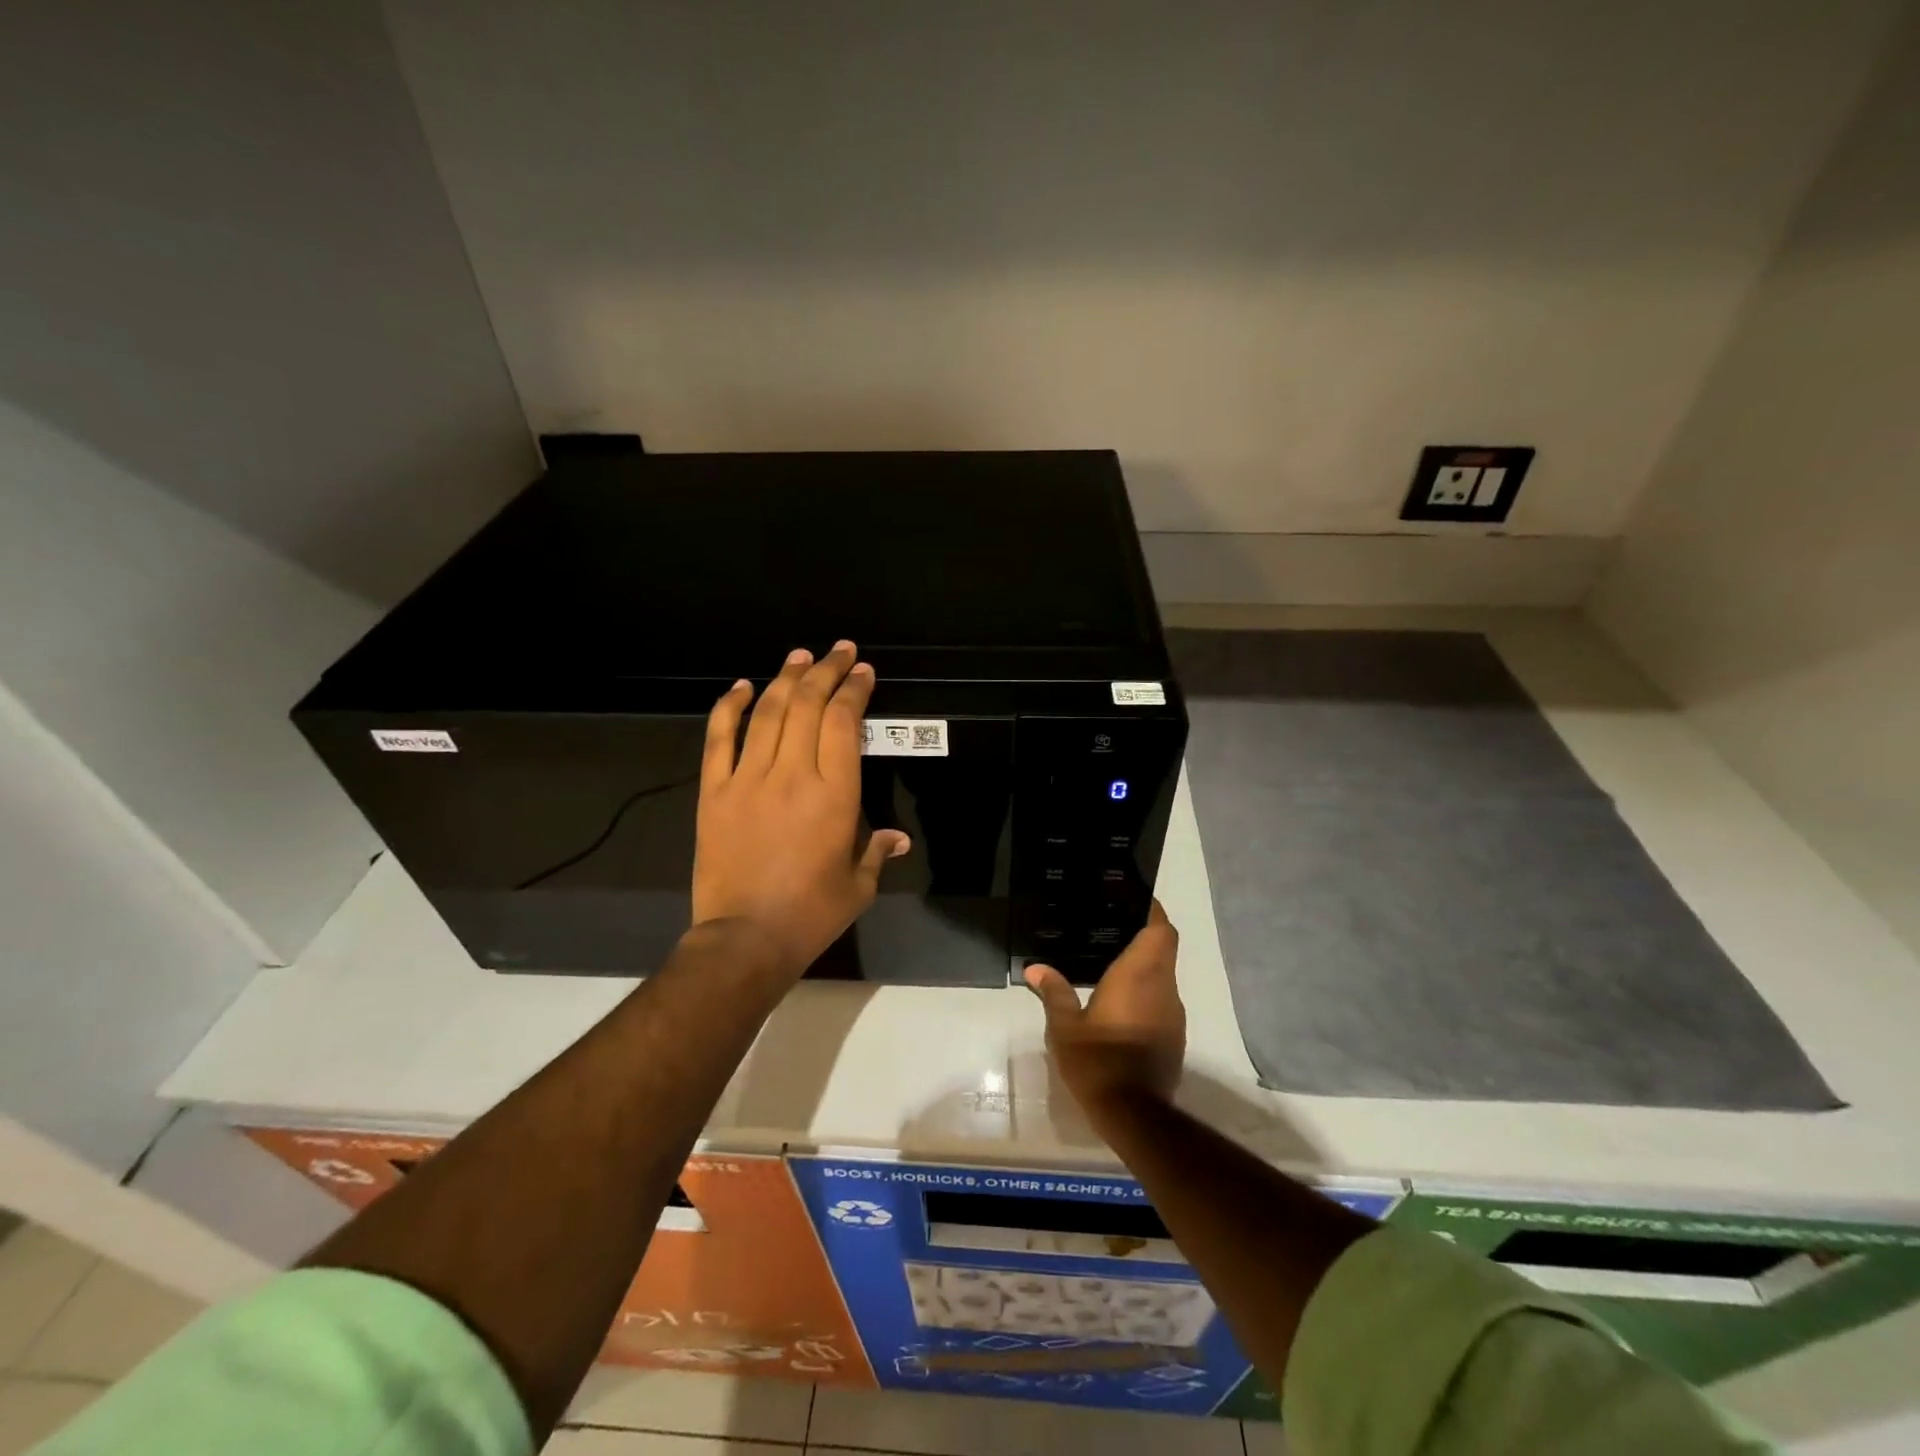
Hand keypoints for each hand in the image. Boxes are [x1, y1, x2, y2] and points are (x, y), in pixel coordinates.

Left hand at [692, 642, 909, 977]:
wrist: (745, 939)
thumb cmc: (811, 914)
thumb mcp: (859, 885)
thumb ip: (878, 851)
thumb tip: (898, 838)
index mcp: (835, 794)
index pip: (844, 722)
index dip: (854, 690)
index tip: (862, 672)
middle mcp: (792, 774)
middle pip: (808, 705)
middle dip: (826, 671)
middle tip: (839, 651)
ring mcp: (748, 779)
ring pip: (767, 713)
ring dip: (785, 678)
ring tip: (800, 656)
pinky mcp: (714, 792)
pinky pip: (719, 739)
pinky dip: (728, 707)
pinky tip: (740, 686)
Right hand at [1025, 900, 1185, 1117]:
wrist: (1135, 1114)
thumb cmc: (1099, 1061)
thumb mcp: (1066, 1027)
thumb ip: (1054, 992)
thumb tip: (1036, 968)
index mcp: (1139, 975)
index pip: (1160, 930)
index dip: (1153, 910)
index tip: (1135, 899)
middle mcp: (1163, 987)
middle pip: (1164, 947)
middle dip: (1146, 933)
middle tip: (1114, 925)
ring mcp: (1173, 1013)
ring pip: (1165, 974)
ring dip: (1146, 963)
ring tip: (1112, 958)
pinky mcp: (1174, 1036)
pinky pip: (1163, 998)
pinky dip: (1147, 989)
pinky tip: (1120, 999)